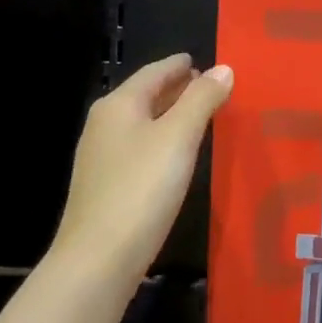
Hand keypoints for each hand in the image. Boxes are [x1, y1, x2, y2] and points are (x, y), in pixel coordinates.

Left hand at [56, 53, 232, 277]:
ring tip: (202, 116)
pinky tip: (179, 154)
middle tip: (210, 87)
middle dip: (177, 89)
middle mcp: (105, 125)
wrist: (98, 260)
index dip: (181, 65)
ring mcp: (102, 158)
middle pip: (146, 96)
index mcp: (119, 105)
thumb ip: (202, 99)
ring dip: (171, 115)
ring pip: (143, 123)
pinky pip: (140, 148)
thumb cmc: (141, 188)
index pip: (154, 72)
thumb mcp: (179, 137)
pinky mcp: (106, 187)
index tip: (204, 61)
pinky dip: (163, 140)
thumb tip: (223, 68)